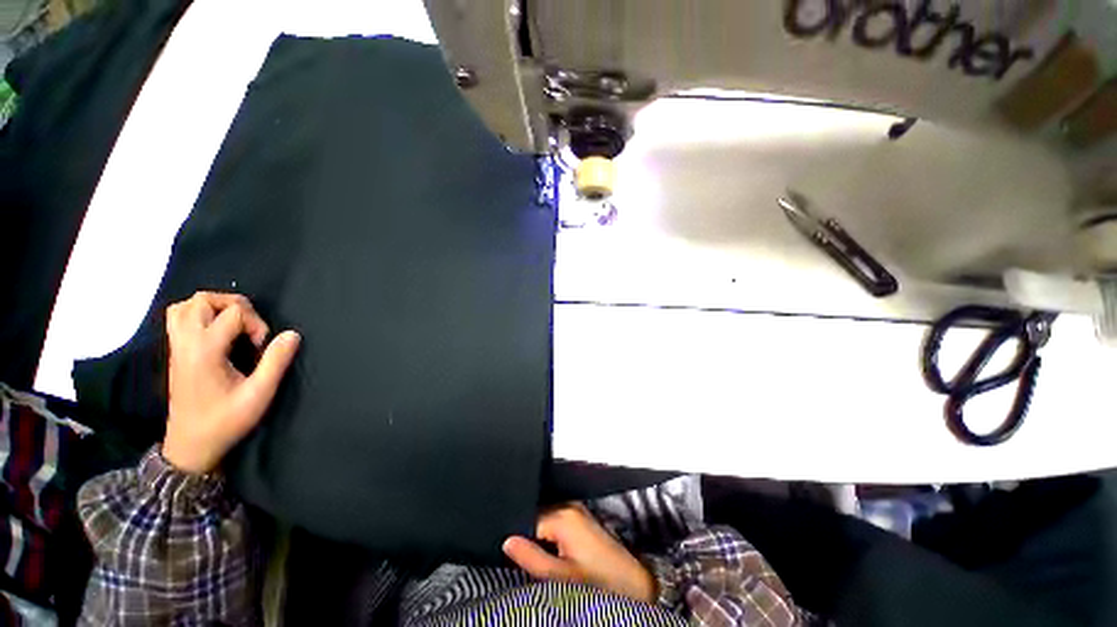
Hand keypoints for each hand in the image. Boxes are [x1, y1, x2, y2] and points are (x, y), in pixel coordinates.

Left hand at [162, 292, 300, 474]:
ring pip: (185, 306)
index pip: (232, 313)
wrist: (190, 446)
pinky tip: (216, 331)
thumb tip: (292, 334)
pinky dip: (197, 314)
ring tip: (234, 323)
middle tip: (251, 326)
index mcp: (205, 351)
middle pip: (203, 300)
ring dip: (212, 306)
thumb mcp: (259, 395)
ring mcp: (177, 347)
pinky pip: (178, 318)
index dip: (256, 323)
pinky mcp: (175, 353)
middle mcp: (186, 343)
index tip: (262, 347)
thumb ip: (276, 362)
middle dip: (233, 305)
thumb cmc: (225, 421)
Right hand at [503, 503, 656, 603]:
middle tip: (529, 557)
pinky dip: (550, 533)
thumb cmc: (597, 581)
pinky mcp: (582, 517)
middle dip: (528, 534)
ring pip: (546, 517)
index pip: (527, 518)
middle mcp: (569, 505)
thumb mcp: (560, 576)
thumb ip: (531, 558)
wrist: (633, 582)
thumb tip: (507, 541)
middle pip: (536, 515)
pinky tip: (553, 551)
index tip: (513, 553)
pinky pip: (557, 519)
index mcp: (563, 515)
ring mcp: (577, 509)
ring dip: (539, 535)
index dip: (518, 536)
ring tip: (542, 556)